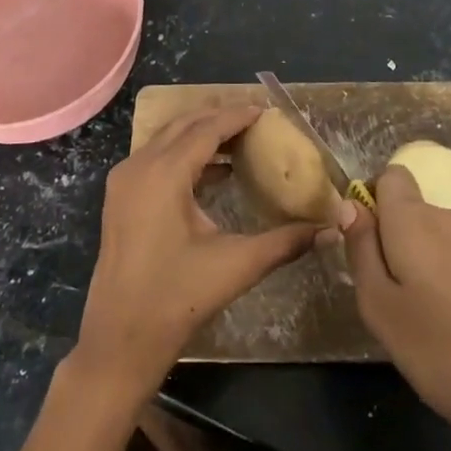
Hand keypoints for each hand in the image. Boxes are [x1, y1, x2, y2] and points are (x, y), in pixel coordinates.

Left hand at [71, 106, 321, 402]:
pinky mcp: (120, 198)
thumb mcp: (237, 265)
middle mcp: (139, 166)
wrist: (120, 339)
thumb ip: (286, 241)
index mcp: (164, 173)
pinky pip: (155, 159)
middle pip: (183, 125)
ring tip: (240, 142)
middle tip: (255, 121)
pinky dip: (184, 155)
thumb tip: (330, 229)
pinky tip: (214, 173)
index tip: (266, 111)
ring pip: (166, 140)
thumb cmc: (178, 298)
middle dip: (219, 119)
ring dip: (200, 136)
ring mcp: (124, 182)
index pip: (207, 129)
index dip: (237, 116)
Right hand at [343, 165, 450, 450]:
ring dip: (413, 264)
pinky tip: (446, 327)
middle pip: (407, 209)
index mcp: (413, 218)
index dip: (370, 201)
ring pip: (428, 237)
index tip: (363, 246)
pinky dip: (439, 281)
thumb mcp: (379, 305)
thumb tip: (350, 204)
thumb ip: (360, 249)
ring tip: (414, 319)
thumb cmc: (441, 348)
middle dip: (388, 240)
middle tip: (383, 296)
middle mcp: (446, 218)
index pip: (389, 176)